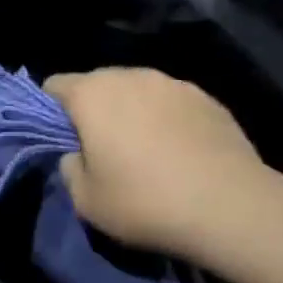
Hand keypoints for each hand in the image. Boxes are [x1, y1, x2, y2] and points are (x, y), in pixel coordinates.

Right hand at [45, 68, 282, 268]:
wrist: (231, 207)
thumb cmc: (145, 203)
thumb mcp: (86, 201)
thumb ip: (69, 168)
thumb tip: (76, 154)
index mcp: (92, 94)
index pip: (55, 85)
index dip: (50, 111)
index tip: (62, 140)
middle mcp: (130, 75)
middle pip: (97, 84)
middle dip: (94, 109)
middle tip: (102, 149)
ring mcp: (172, 82)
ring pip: (137, 90)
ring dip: (132, 111)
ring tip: (146, 151)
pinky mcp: (207, 97)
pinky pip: (171, 102)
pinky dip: (167, 119)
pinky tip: (181, 152)